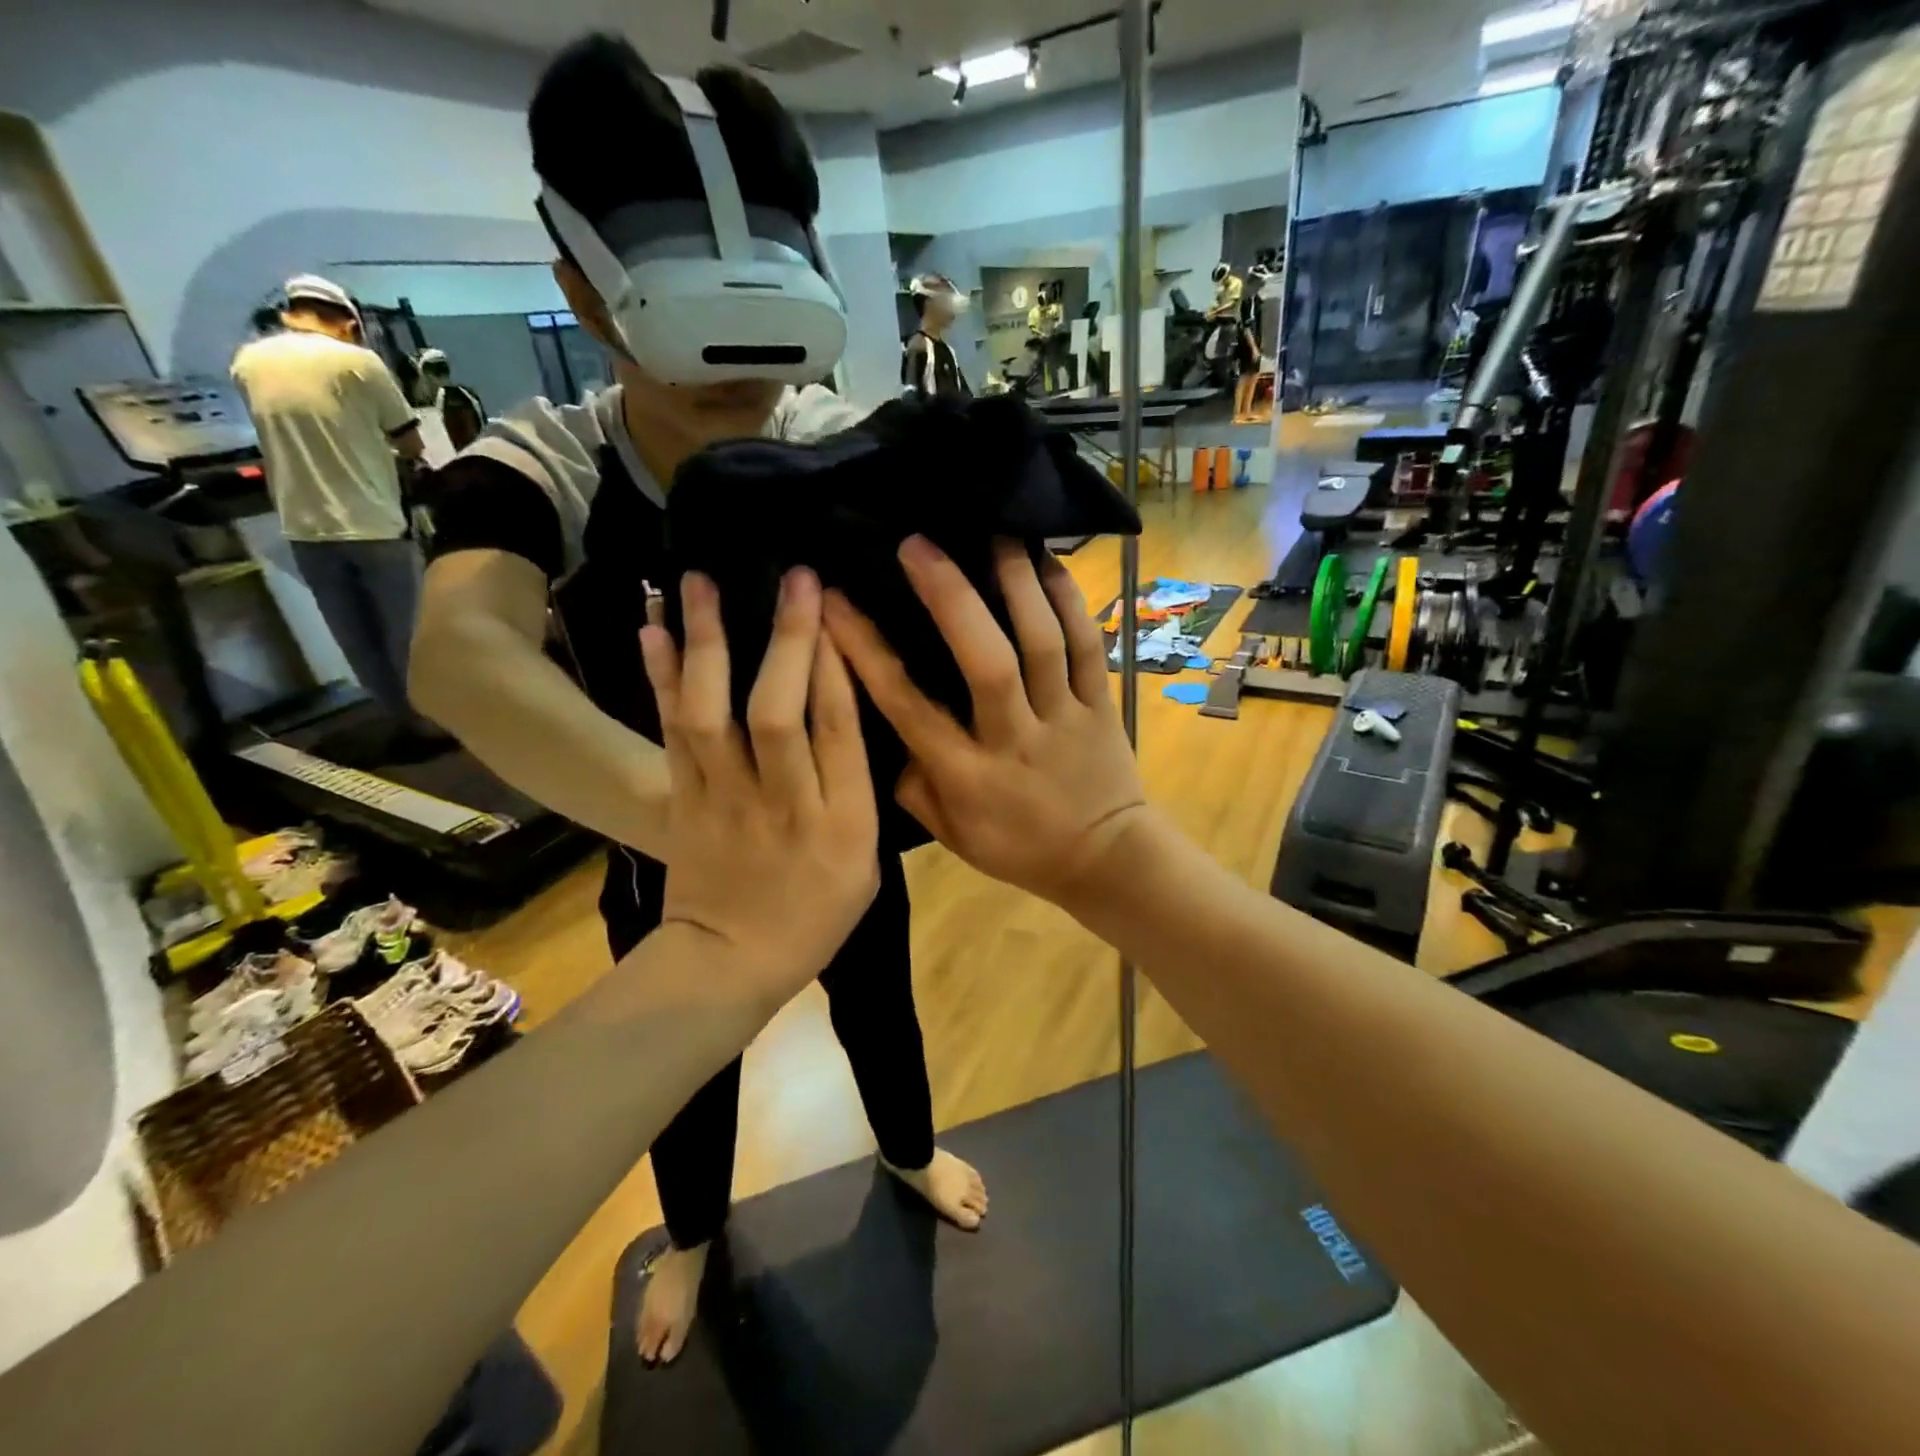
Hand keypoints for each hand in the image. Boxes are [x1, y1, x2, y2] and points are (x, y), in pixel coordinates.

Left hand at [640, 568, 878, 997]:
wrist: (729, 962)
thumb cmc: (814, 916)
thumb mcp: (866, 864)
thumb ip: (860, 793)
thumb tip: (846, 714)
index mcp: (842, 821)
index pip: (840, 730)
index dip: (836, 665)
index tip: (834, 609)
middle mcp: (783, 802)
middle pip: (779, 712)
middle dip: (788, 640)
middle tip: (795, 579)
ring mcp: (723, 799)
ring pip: (712, 712)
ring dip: (708, 642)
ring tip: (701, 580)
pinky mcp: (681, 800)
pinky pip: (668, 732)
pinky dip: (660, 678)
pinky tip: (652, 629)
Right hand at [824, 536, 1151, 912]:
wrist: (1105, 859)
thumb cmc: (1019, 848)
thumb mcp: (950, 835)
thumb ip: (912, 785)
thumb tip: (886, 728)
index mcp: (968, 776)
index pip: (907, 706)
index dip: (866, 651)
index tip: (835, 601)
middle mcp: (1014, 738)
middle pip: (984, 660)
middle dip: (948, 597)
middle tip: (917, 545)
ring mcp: (1064, 717)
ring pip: (1043, 643)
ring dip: (1016, 583)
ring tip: (992, 532)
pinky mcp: (1101, 704)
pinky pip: (1088, 646)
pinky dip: (1070, 602)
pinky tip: (1048, 563)